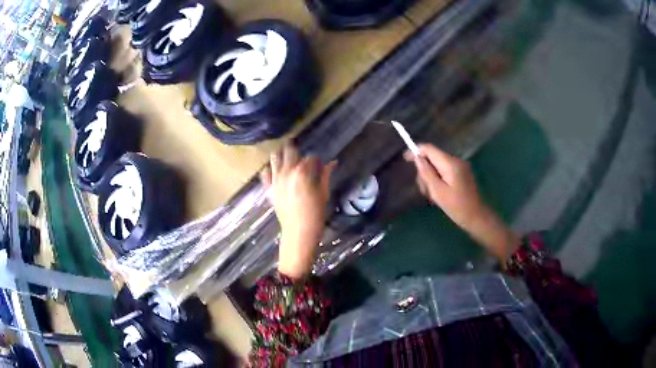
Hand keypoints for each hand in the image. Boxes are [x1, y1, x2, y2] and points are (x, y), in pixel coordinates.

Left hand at [261, 144, 336, 278]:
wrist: (298, 232)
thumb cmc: (315, 213)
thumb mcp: (324, 193)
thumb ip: (326, 175)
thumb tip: (332, 163)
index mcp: (303, 172)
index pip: (310, 158)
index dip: (316, 160)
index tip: (319, 164)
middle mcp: (287, 172)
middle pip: (289, 151)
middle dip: (295, 149)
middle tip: (299, 151)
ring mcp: (275, 180)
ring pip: (274, 158)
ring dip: (281, 154)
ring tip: (285, 155)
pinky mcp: (269, 189)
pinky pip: (265, 174)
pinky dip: (269, 169)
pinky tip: (274, 170)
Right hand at [404, 144, 518, 261]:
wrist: (476, 217)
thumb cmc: (457, 207)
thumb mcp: (438, 192)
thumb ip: (427, 173)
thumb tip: (417, 158)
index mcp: (450, 163)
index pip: (429, 149)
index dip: (416, 151)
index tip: (405, 159)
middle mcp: (455, 161)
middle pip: (432, 158)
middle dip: (424, 172)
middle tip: (424, 191)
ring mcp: (459, 167)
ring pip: (437, 166)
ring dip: (430, 179)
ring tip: (432, 196)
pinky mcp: (461, 174)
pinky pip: (444, 171)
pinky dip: (437, 180)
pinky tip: (438, 194)